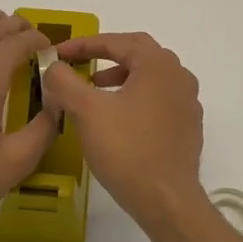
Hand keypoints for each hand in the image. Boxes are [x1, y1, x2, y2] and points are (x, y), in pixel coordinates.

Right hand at [40, 32, 206, 232]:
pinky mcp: (188, 127)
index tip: (58, 53)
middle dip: (106, 55)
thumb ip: (65, 82)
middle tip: (79, 64)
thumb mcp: (87, 111)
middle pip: (139, 53)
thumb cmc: (126, 150)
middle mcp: (179, 77)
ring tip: (96, 89)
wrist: (166, 199)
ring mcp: (188, 103)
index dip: (83, 44)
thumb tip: (54, 66)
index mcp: (158, 65)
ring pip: (150, 76)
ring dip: (121, 76)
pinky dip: (135, 96)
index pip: (118, 41)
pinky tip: (119, 117)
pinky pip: (159, 99)